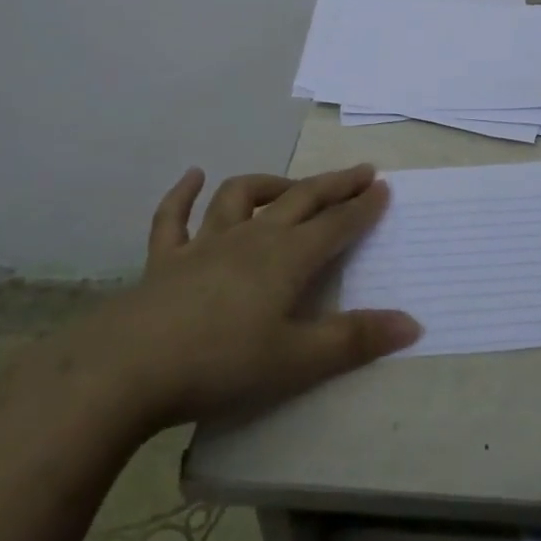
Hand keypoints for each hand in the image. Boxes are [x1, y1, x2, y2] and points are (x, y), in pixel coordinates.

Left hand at [67, 164, 420, 429]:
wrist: (128, 369)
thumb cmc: (221, 365)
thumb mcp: (296, 361)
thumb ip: (354, 340)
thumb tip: (412, 323)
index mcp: (287, 258)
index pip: (336, 225)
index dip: (363, 206)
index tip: (384, 187)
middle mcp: (252, 238)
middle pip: (301, 199)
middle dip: (334, 185)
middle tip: (361, 171)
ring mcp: (205, 244)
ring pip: (241, 197)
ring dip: (269, 184)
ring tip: (289, 185)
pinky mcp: (165, 259)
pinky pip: (174, 218)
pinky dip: (183, 194)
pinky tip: (192, 176)